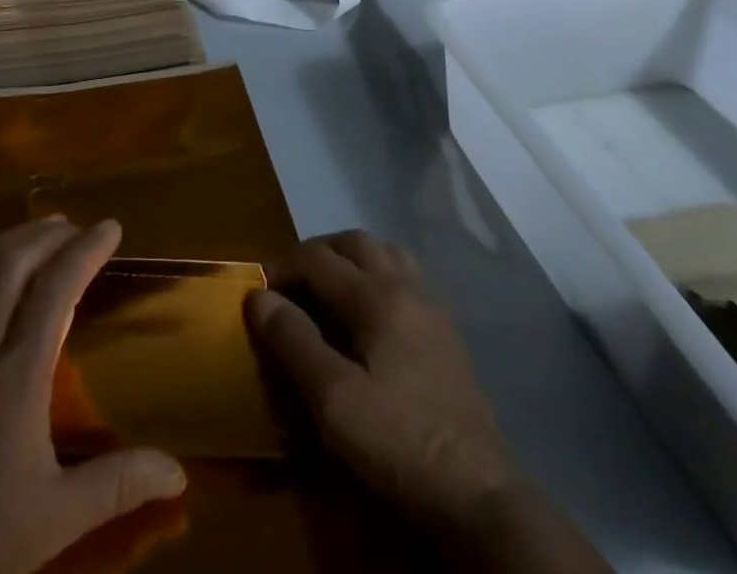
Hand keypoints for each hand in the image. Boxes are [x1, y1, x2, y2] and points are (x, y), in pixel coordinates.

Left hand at [0, 218, 185, 573]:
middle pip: (15, 263)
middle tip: (77, 229)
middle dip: (50, 235)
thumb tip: (178, 471)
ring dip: (12, 237)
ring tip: (40, 227)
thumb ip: (117, 485)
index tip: (110, 228)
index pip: (56, 289)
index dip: (85, 250)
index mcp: (18, 376)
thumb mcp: (54, 519)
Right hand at [247, 232, 608, 573]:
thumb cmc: (398, 441)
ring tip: (327, 290)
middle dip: (316, 253)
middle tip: (291, 284)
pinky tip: (368, 315)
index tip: (260, 292)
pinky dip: (376, 276)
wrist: (478, 493)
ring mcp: (431, 306)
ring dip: (350, 259)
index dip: (283, 267)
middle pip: (354, 242)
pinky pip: (404, 277)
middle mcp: (405, 286)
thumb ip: (294, 342)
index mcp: (377, 295)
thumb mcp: (334, 400)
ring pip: (385, 253)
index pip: (318, 258)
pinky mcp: (445, 332)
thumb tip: (259, 297)